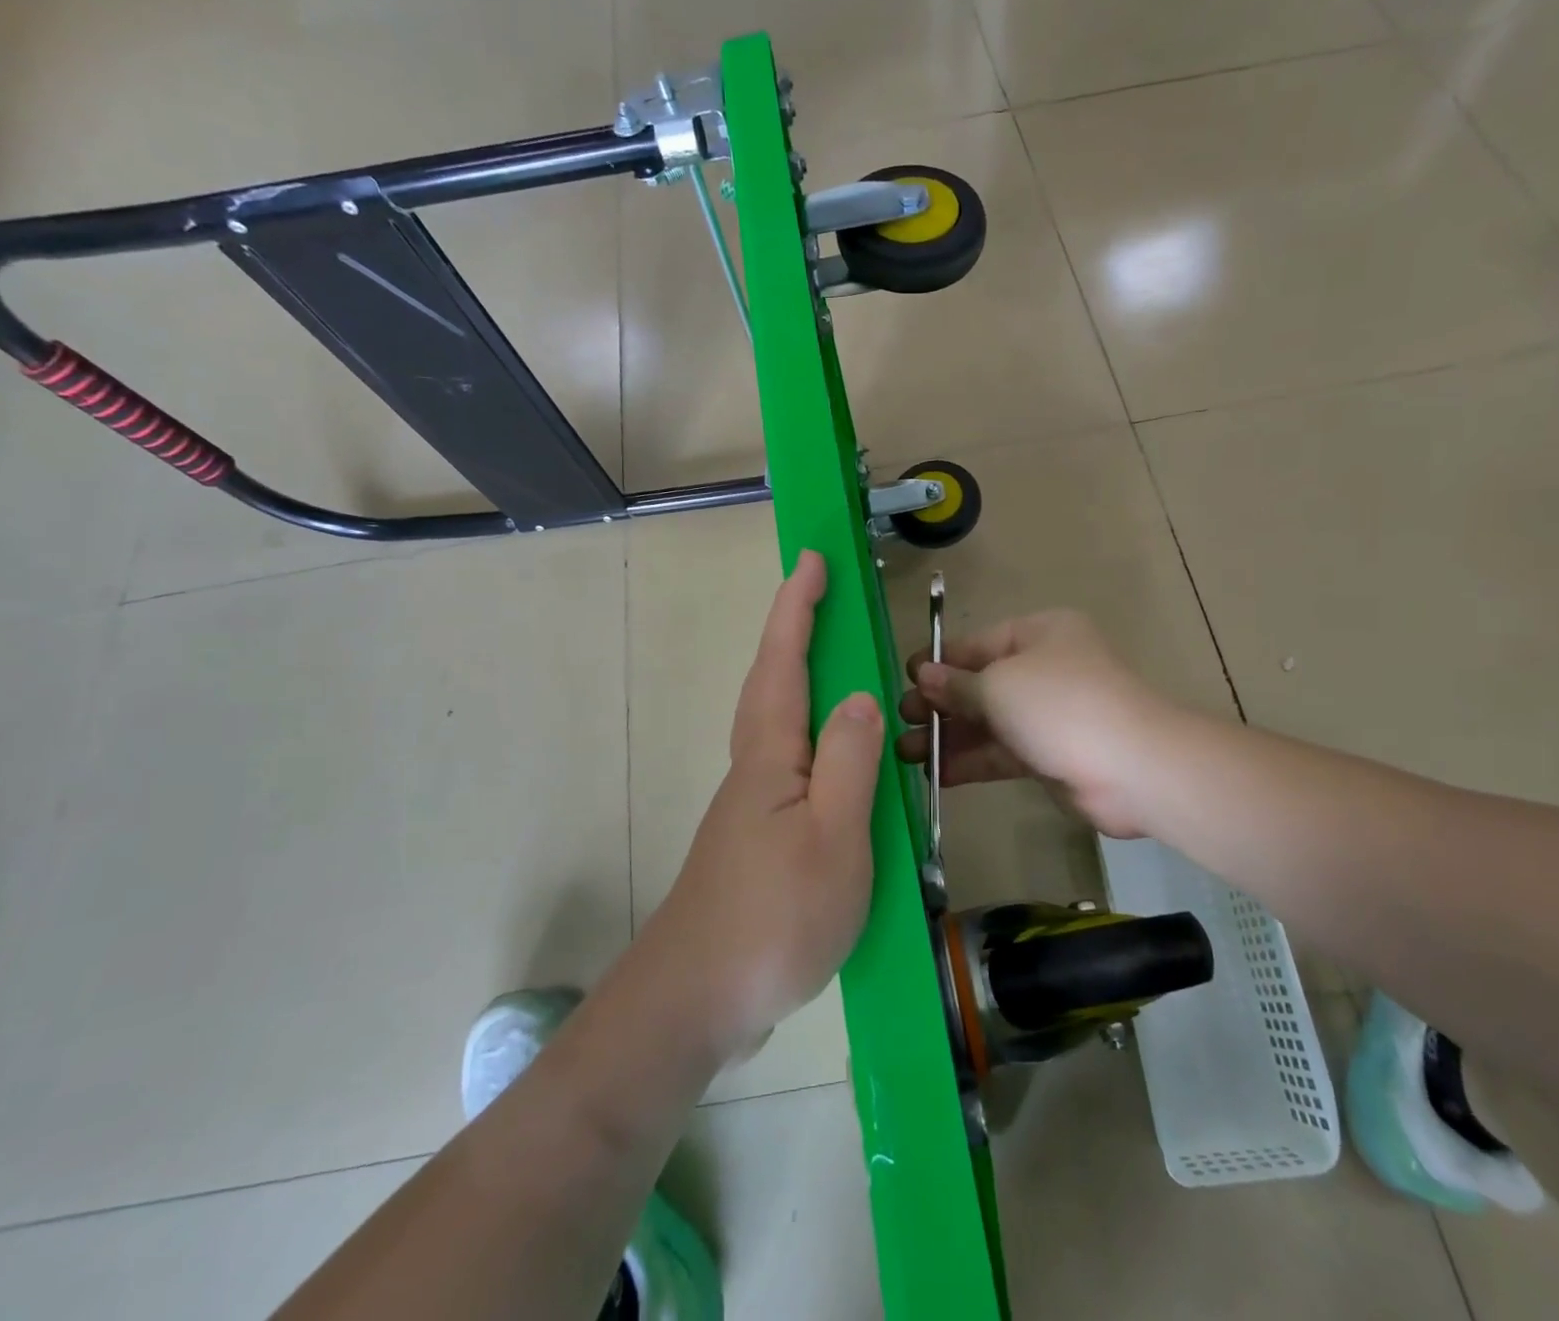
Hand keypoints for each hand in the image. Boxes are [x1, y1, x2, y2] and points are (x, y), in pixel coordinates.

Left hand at [643, 551, 884, 1057]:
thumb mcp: (833, 837)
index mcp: (770, 755)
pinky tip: (832, 755)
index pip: (784, 662)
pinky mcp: (757, 836)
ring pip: (778, 721)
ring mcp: (751, 804)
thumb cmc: (773, 916)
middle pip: (772, 681)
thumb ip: (849, 761)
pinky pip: (789, 761)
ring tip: (836, 661)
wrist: (698, 1000)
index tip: (811, 559)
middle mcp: (755, 767)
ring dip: (799, 676)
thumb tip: (860, 695)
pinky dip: (810, 732)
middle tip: (823, 596)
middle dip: (794, 630)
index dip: (797, 607)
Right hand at [896, 609, 1168, 837]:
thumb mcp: (999, 685)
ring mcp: (1047, 714)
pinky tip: (936, 774)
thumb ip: (958, 684)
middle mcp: (1043, 669)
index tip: (903, 678)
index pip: (977, 644)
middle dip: (938, 703)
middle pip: (979, 684)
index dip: (939, 661)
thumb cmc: (1060, 704)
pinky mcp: (1048, 754)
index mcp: (1038, 635)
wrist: (1132, 768)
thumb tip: (923, 675)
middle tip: (900, 720)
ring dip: (948, 736)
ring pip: (987, 722)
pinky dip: (971, 761)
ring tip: (905, 753)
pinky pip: (1001, 752)